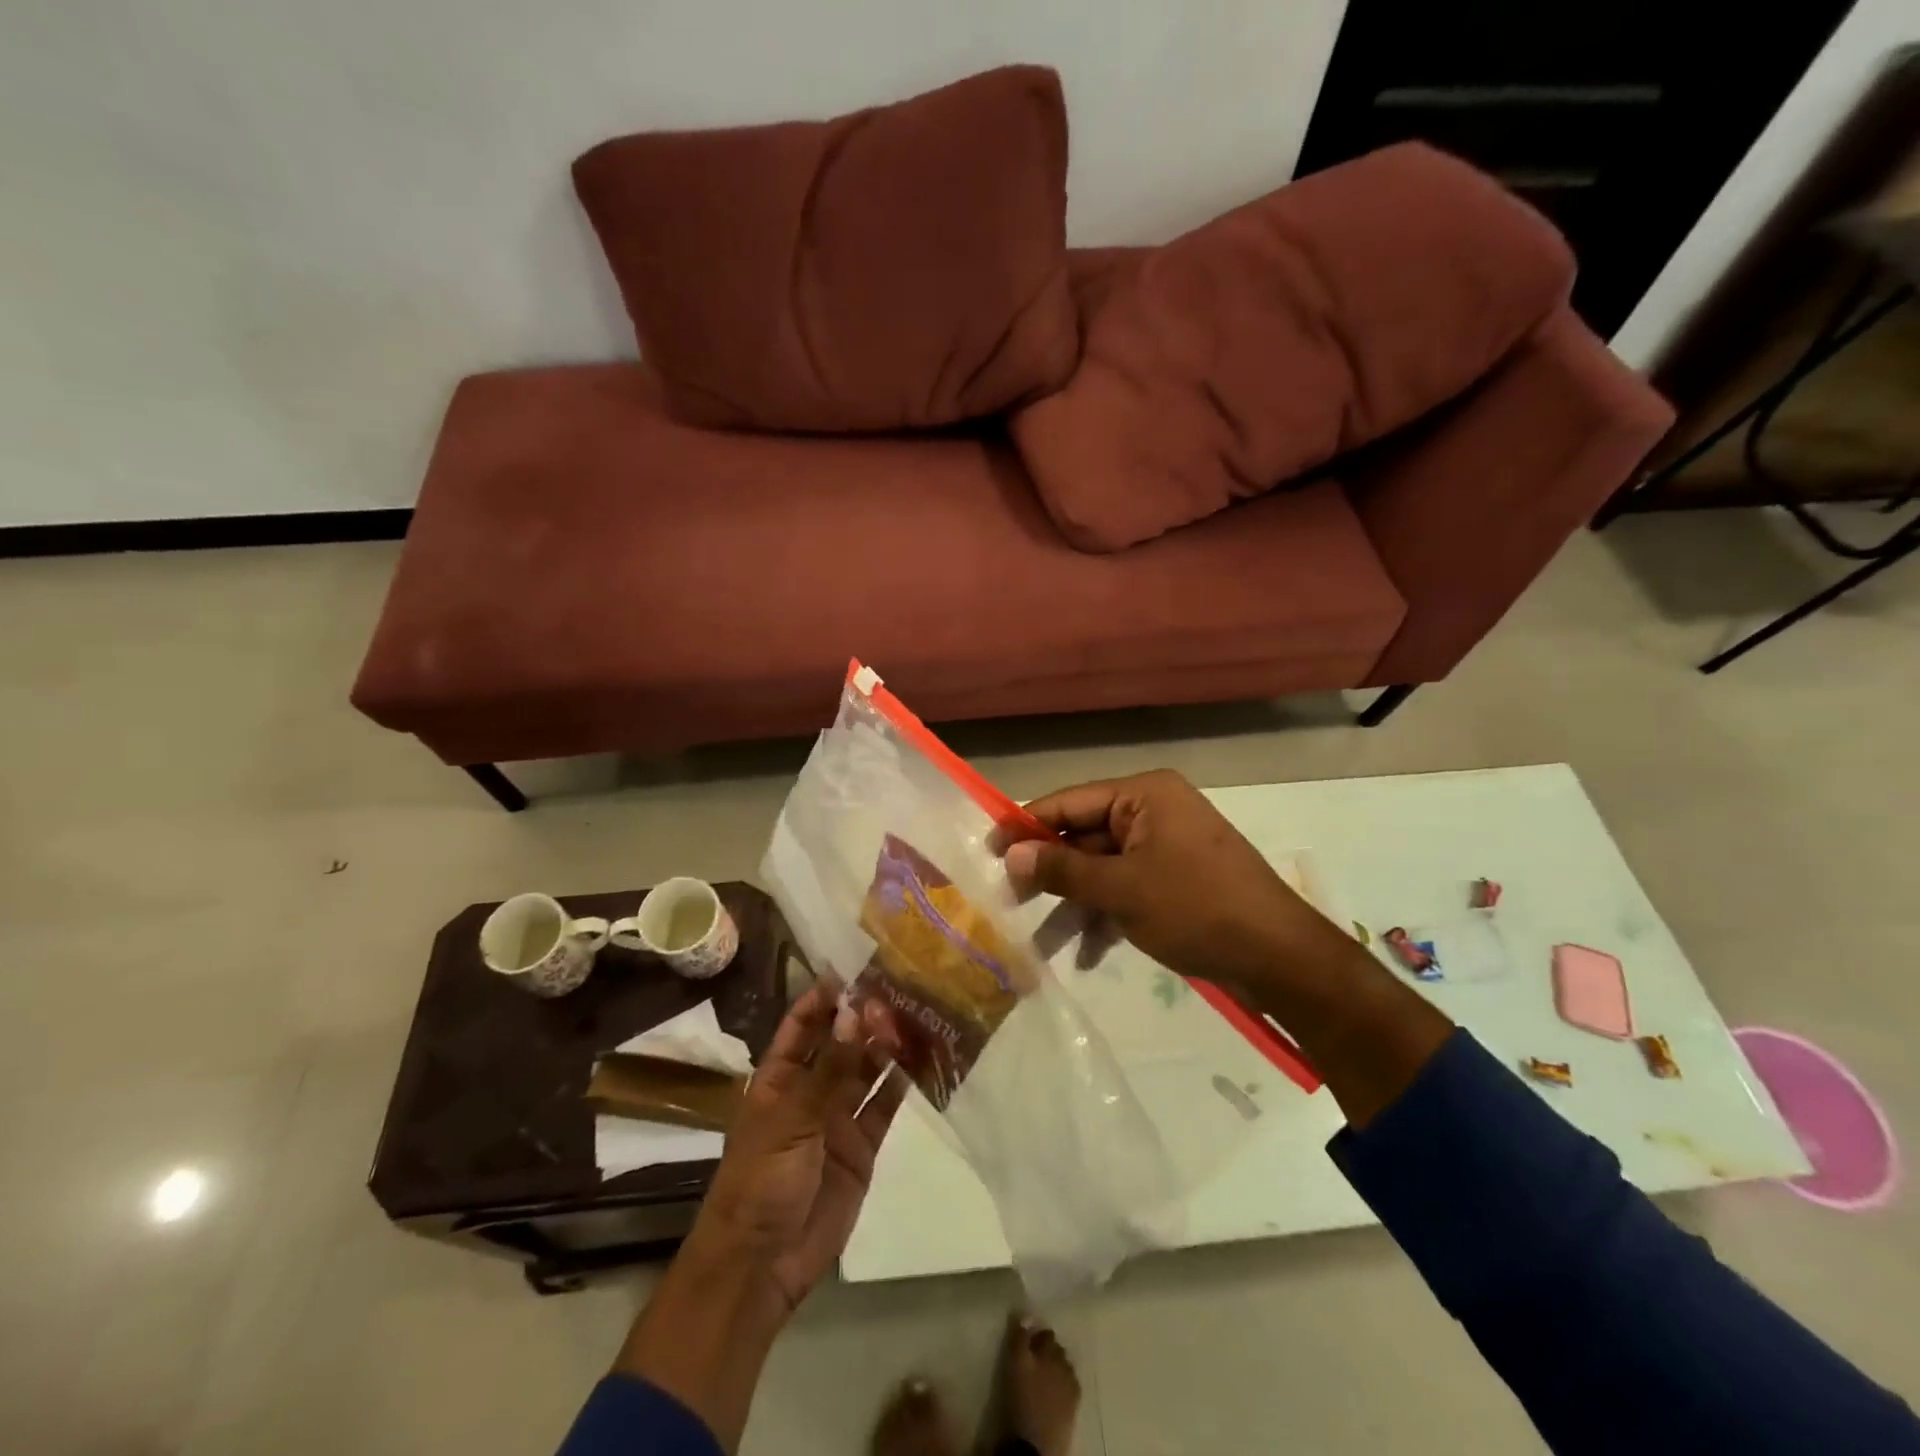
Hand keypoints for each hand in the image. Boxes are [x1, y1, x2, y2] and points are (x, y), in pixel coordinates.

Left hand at [700, 982, 905, 1313]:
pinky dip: (902, 1082)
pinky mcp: (863, 1145)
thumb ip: (829, 1068)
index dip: (826, 997)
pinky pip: (884, 1104)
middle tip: (897, 991)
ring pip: (867, 1068)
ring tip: (916, 1014)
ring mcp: (838, 1116)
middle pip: (841, 1042)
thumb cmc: (761, 1181)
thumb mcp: (791, 1119)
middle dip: (864, 1017)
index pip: (803, 1024)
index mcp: (780, 1077)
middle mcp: (811, 1089)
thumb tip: (855, 1012)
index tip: (856, 969)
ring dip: (886, 1044)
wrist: (762, 1264)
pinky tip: (923, 1056)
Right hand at [1002, 769, 1349, 996]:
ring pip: (1102, 868)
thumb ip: (1061, 869)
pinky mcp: (1175, 880)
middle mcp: (1153, 812)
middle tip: (1008, 902)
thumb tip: (1009, 854)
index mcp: (1144, 795)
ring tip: (1039, 943)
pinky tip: (1086, 954)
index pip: (1070, 801)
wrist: (1280, 958)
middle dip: (1049, 873)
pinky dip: (1105, 915)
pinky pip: (1126, 888)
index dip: (1026, 825)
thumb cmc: (1196, 908)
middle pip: (1084, 836)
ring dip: (1074, 904)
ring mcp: (1166, 847)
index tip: (988, 850)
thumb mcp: (1121, 889)